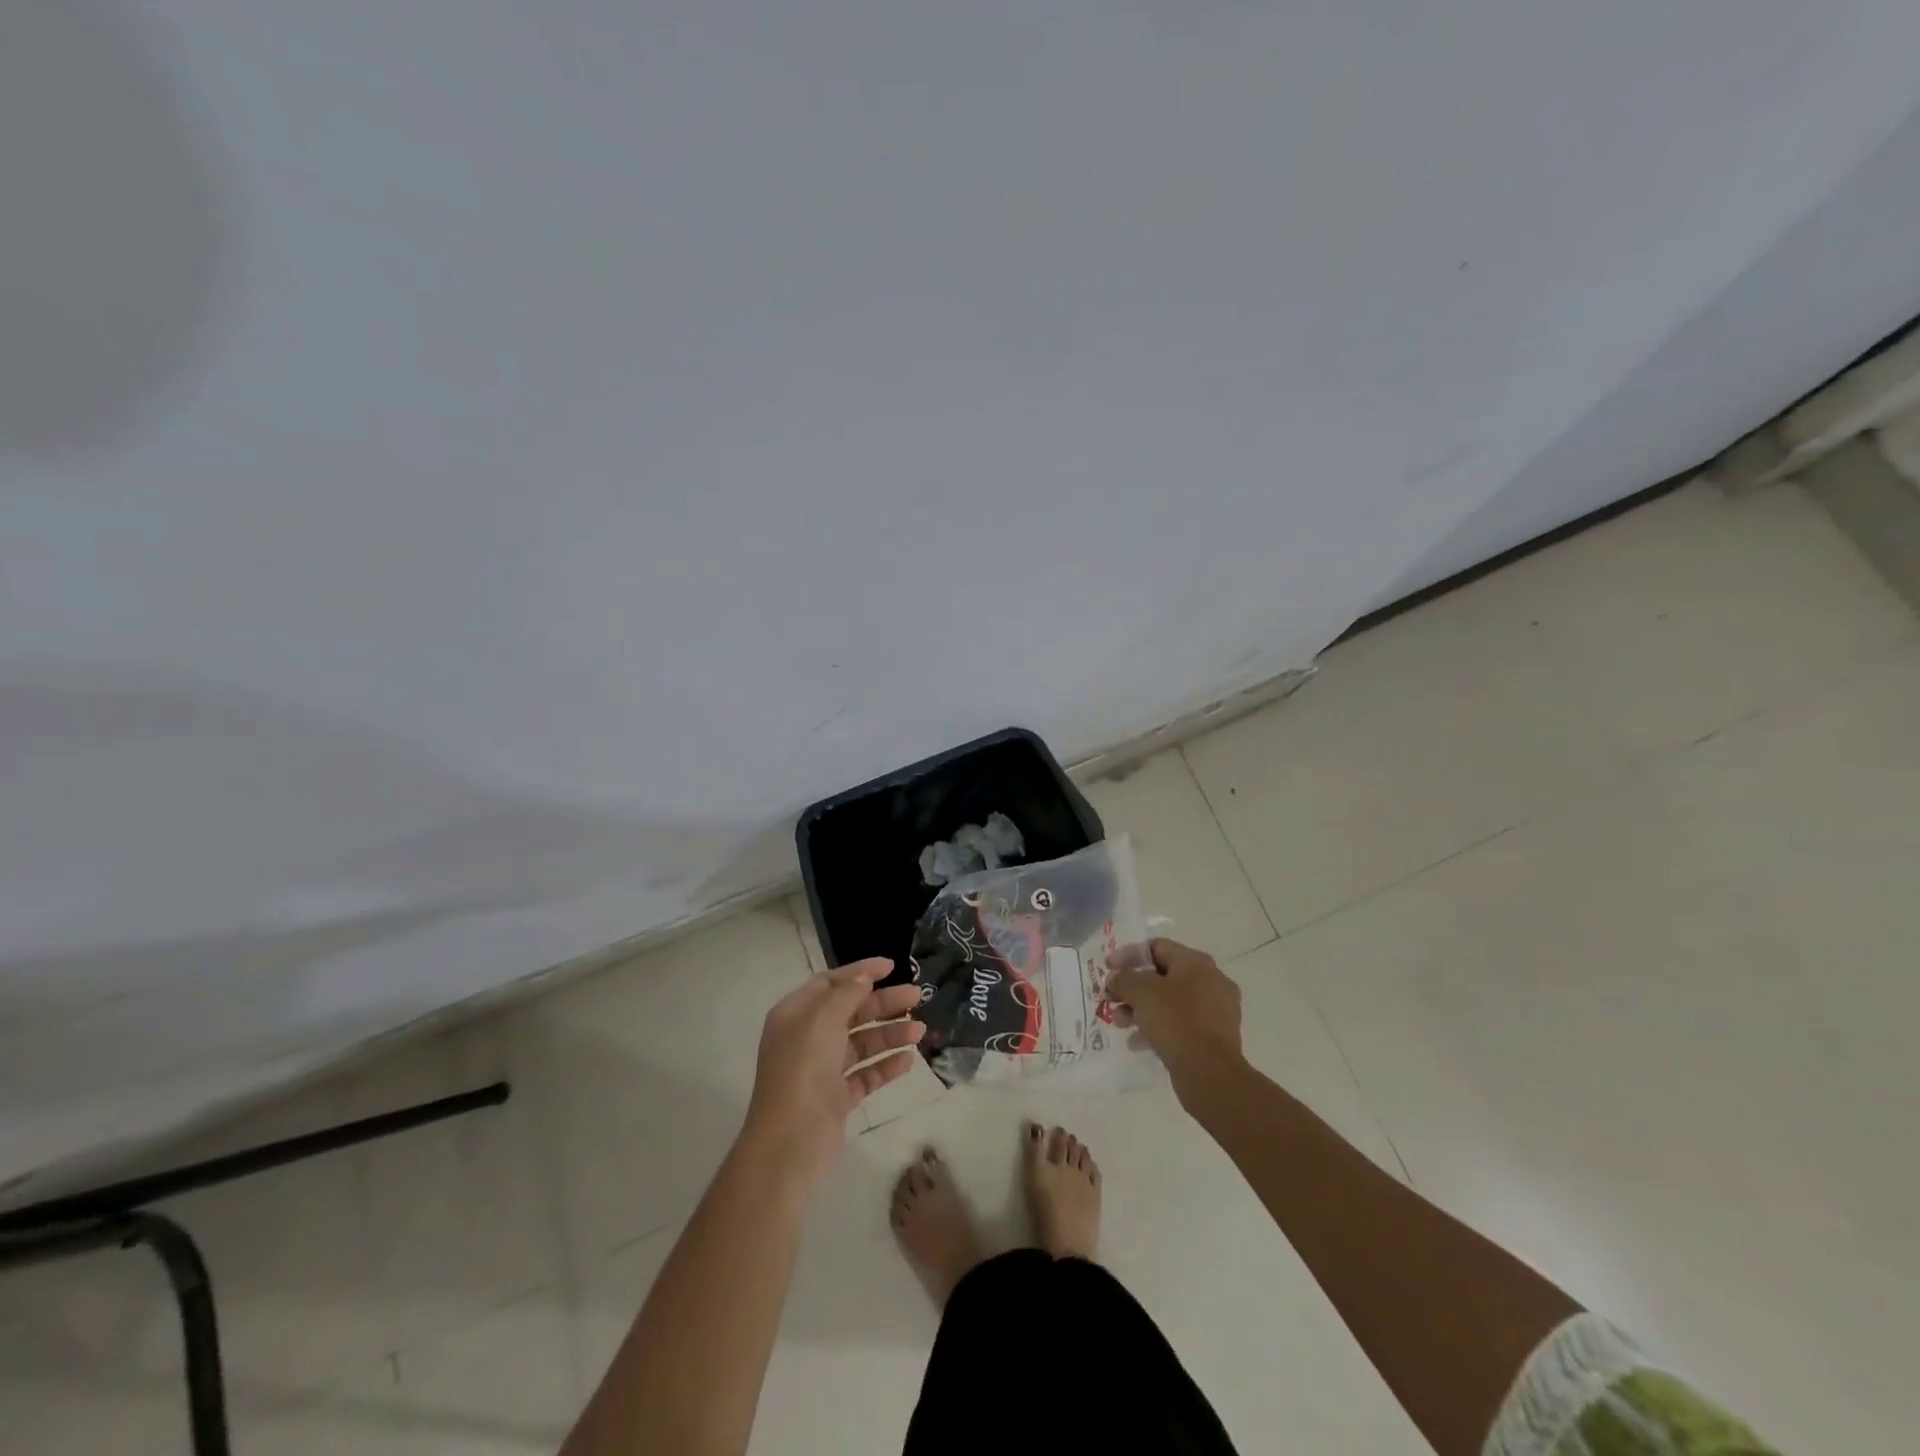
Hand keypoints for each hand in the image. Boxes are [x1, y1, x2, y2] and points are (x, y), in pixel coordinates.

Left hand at [740, 959, 924, 1187]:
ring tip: (920, 1030)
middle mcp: (807, 1039)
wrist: (791, 1142)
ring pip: (861, 1043)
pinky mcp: (836, 1099)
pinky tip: (909, 1059)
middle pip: (850, 1011)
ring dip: (890, 1034)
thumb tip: (863, 978)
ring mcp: (822, 1070)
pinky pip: (866, 1074)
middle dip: (883, 1003)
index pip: (830, 983)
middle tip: (917, 996)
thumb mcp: (823, 1020)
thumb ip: (846, 993)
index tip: (892, 966)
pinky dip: (886, 1065)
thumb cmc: (803, 1069)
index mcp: (795, 1015)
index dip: (860, 972)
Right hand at [1105, 938, 1243, 1095]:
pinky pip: (1181, 1022)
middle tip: (1112, 998)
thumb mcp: (1141, 993)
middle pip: (1163, 975)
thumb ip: (1124, 979)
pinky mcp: (1215, 1036)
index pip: (1156, 947)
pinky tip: (1139, 1041)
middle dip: (1133, 986)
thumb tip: (1116, 978)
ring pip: (1171, 1001)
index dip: (1128, 955)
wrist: (1210, 1073)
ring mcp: (1216, 1010)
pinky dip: (1159, 1026)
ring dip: (1142, 1008)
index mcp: (1196, 962)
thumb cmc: (1175, 1021)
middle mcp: (1211, 980)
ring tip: (1121, 1022)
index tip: (1107, 968)